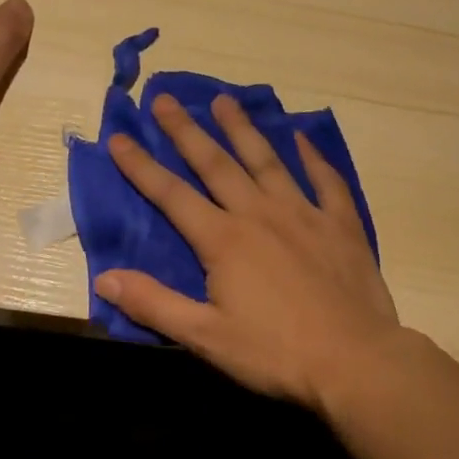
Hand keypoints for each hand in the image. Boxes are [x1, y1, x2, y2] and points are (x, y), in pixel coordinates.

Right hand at [95, 92, 401, 410]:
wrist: (354, 360)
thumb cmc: (275, 353)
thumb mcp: (205, 337)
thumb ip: (154, 304)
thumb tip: (104, 277)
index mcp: (224, 240)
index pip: (172, 196)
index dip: (141, 167)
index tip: (120, 138)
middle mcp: (260, 215)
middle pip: (217, 164)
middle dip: (187, 131)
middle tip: (166, 99)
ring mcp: (305, 215)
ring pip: (268, 161)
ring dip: (243, 130)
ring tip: (224, 102)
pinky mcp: (341, 226)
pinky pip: (326, 181)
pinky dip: (313, 158)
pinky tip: (303, 138)